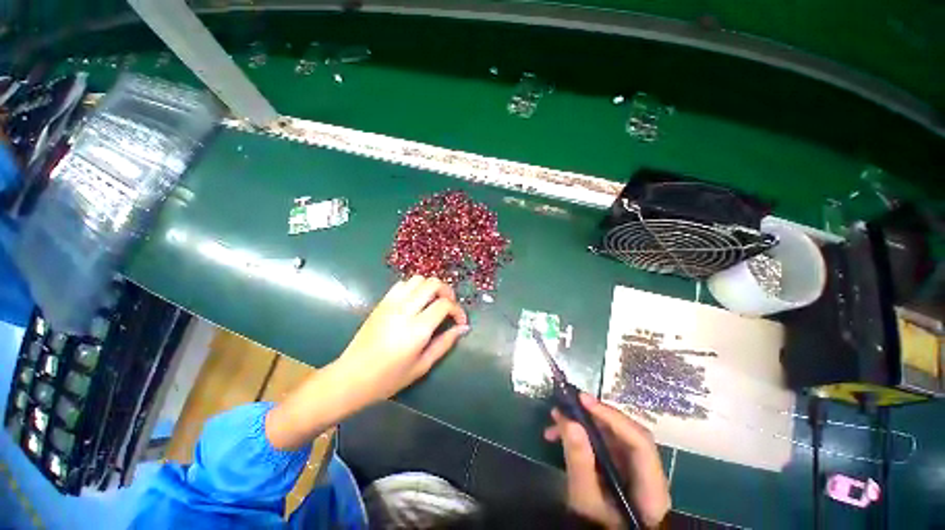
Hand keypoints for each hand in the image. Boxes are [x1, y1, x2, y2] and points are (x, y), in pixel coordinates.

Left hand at [333, 276, 468, 404]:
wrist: (351, 377)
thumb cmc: (389, 378)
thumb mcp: (422, 366)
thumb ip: (445, 343)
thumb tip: (463, 328)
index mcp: (417, 329)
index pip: (445, 304)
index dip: (458, 310)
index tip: (460, 321)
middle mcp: (405, 310)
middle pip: (433, 284)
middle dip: (447, 292)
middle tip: (449, 307)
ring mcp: (391, 304)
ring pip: (418, 279)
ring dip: (431, 287)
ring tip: (433, 302)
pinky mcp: (381, 302)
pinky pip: (402, 284)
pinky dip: (414, 287)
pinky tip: (415, 301)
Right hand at [545, 393, 670, 528]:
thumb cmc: (597, 527)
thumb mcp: (585, 499)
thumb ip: (579, 462)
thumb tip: (569, 421)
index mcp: (651, 487)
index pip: (639, 442)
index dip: (612, 417)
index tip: (583, 401)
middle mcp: (647, 472)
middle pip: (624, 433)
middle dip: (592, 417)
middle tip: (564, 406)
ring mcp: (633, 468)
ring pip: (610, 435)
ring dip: (582, 424)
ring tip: (554, 420)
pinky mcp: (619, 466)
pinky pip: (602, 442)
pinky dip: (580, 435)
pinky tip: (558, 435)